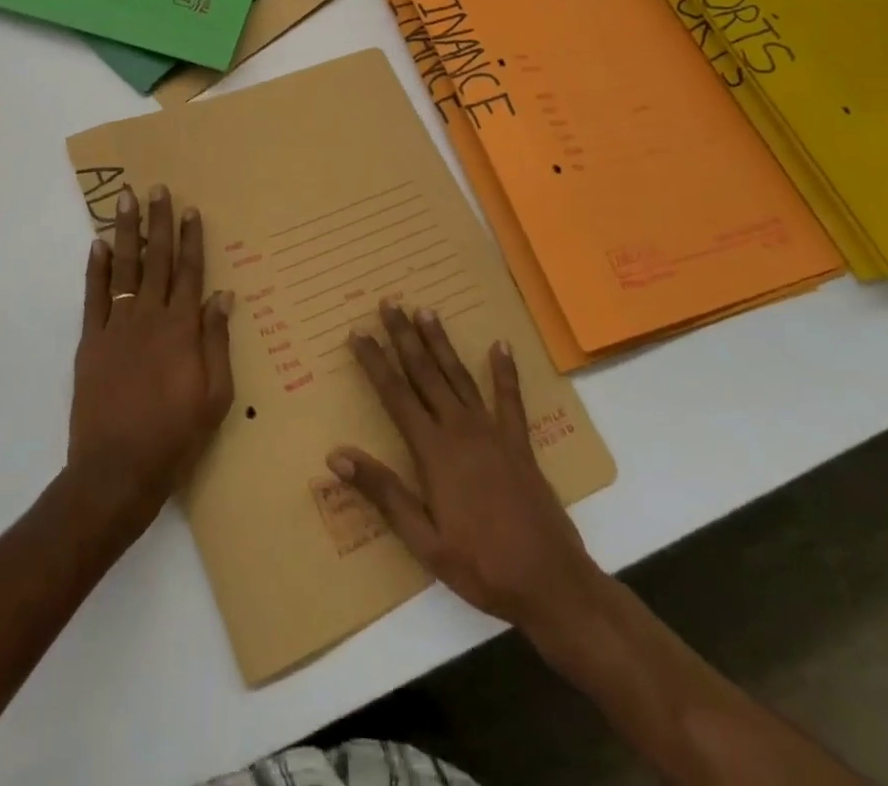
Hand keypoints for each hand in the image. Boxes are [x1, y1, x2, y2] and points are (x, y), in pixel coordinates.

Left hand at [69, 185, 233, 537]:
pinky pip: (93, 296)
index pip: (190, 272)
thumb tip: (222, 296)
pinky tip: (96, 245)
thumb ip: (217, 341)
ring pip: (123, 267)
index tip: (190, 209)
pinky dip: (94, 269)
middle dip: (157, 221)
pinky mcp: (90, 342)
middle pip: (156, 259)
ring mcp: (116, 326)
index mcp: (182, 328)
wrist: (117, 470)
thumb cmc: (175, 436)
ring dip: (125, 232)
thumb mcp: (215, 395)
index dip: (191, 238)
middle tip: (155, 188)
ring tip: (124, 201)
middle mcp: (149, 317)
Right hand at [331, 304, 598, 633]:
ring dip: (441, 342)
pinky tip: (500, 345)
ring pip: (460, 376)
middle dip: (404, 337)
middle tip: (389, 303)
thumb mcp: (423, 540)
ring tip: (426, 310)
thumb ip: (383, 492)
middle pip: (425, 373)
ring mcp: (493, 433)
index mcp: (433, 451)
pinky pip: (509, 399)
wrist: (552, 583)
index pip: (395, 395)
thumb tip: (335, 455)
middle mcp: (460, 430)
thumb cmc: (481, 566)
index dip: (374, 362)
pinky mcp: (519, 443)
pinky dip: (504, 371)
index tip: (357, 332)